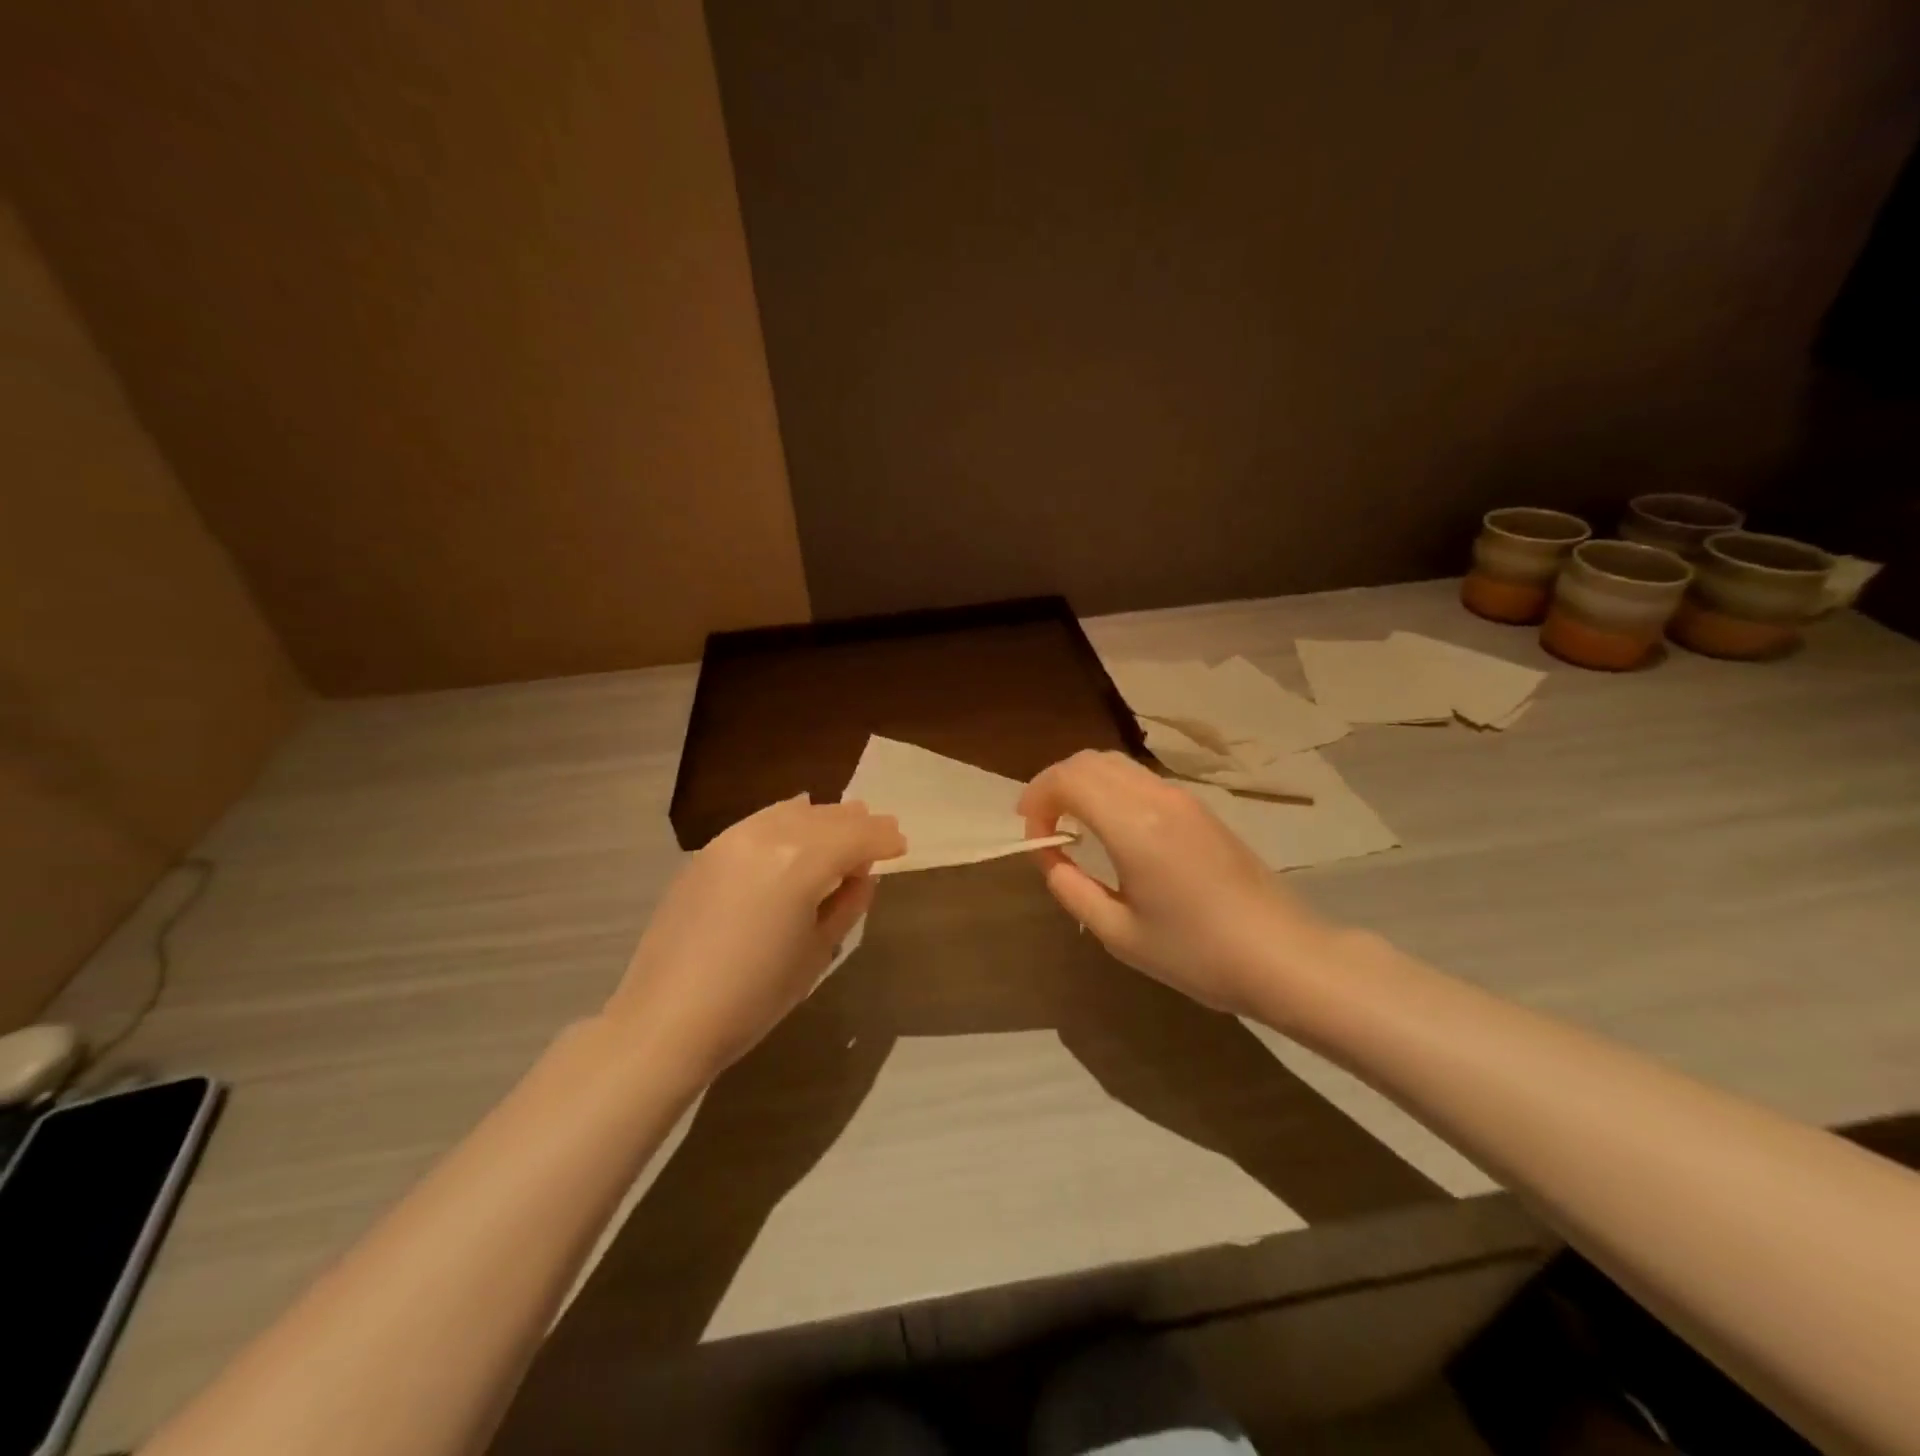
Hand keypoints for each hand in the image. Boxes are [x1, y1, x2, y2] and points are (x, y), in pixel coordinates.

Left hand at [603, 796, 904, 1081]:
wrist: (666, 1019)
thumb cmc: (755, 996)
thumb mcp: (817, 952)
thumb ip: (847, 903)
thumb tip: (862, 875)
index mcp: (802, 861)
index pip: (857, 837)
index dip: (883, 840)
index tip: (901, 845)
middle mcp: (769, 835)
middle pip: (826, 818)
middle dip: (858, 824)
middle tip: (881, 832)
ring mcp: (732, 839)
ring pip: (792, 812)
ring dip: (824, 818)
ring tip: (844, 825)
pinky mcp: (708, 852)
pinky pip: (761, 821)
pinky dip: (788, 819)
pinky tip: (796, 823)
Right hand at [1018, 751, 1337, 1015]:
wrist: (1283, 956)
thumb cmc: (1197, 953)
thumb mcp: (1119, 934)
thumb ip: (1071, 889)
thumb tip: (1050, 857)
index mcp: (1133, 826)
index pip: (1068, 779)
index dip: (1037, 797)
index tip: (1030, 833)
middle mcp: (1157, 798)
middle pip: (1089, 760)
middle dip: (1054, 783)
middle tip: (1041, 823)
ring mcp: (1183, 799)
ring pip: (1116, 764)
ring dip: (1083, 783)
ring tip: (1071, 823)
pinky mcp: (1200, 809)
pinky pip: (1140, 779)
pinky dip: (1109, 789)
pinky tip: (1110, 828)